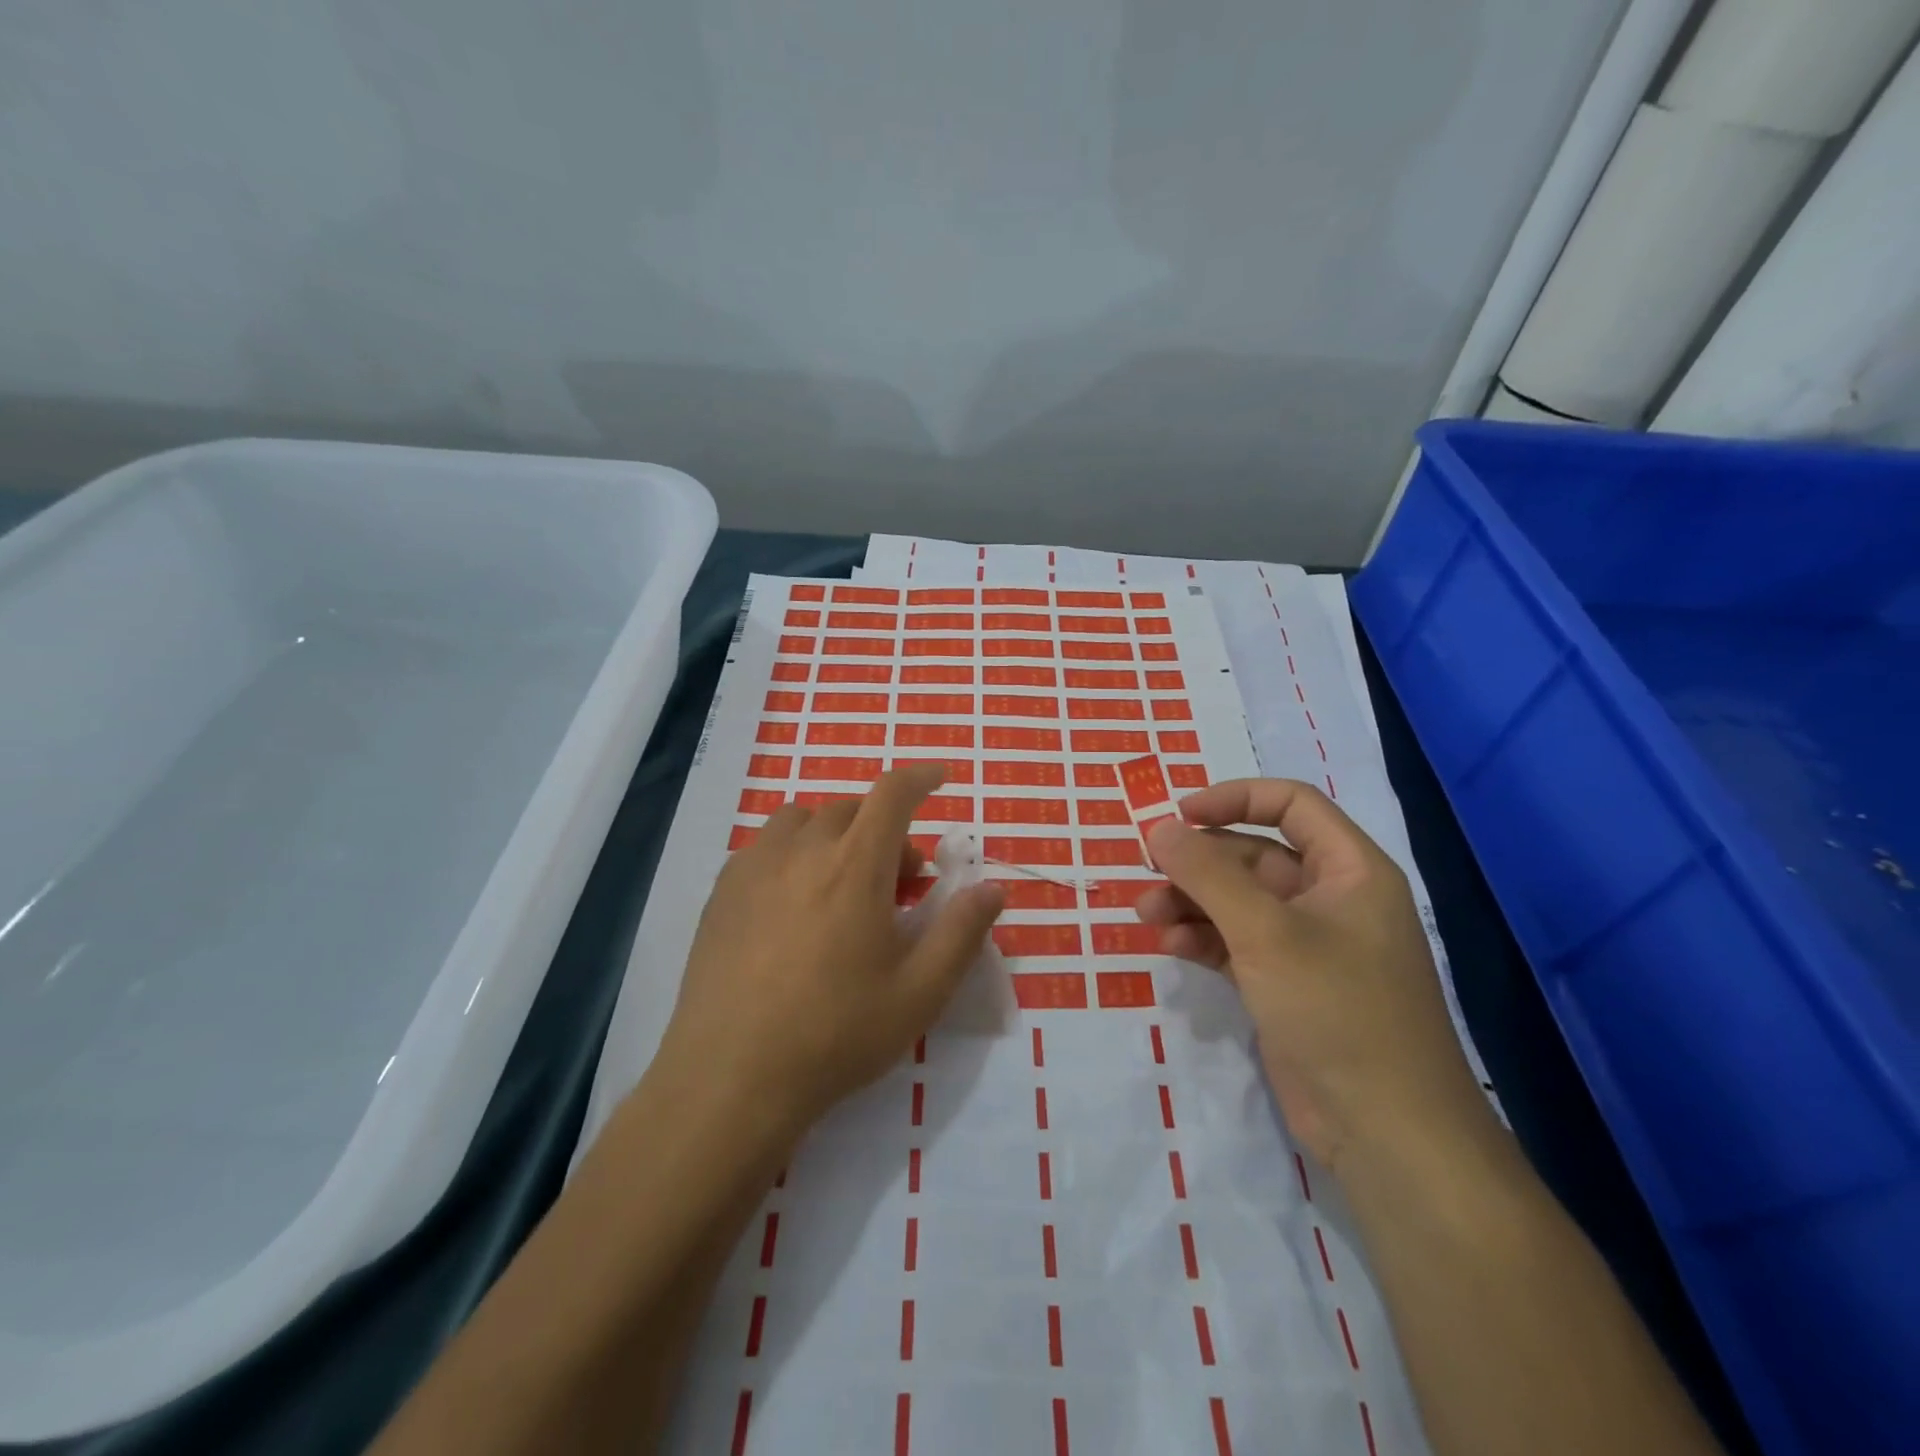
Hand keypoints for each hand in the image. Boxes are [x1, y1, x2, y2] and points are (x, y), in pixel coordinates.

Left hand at [657, 764, 1004, 1138]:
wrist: (731, 1078)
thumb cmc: (836, 1034)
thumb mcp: (919, 992)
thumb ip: (961, 932)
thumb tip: (992, 888)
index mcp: (854, 866)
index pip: (892, 794)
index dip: (921, 778)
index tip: (939, 778)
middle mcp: (802, 850)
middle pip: (851, 810)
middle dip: (885, 830)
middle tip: (899, 882)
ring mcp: (753, 868)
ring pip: (803, 822)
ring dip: (835, 836)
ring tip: (843, 884)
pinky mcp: (722, 892)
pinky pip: (766, 847)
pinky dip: (794, 854)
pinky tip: (794, 906)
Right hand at [1138, 779, 1490, 1171]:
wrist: (1387, 1132)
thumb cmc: (1336, 1010)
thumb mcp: (1265, 932)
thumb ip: (1208, 875)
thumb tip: (1159, 828)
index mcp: (1350, 870)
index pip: (1290, 805)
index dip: (1234, 799)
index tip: (1180, 815)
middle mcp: (1331, 899)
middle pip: (1255, 855)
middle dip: (1199, 862)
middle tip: (1148, 871)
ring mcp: (1309, 945)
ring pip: (1239, 902)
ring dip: (1191, 902)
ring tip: (1146, 915)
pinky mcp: (1287, 984)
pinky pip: (1236, 943)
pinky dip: (1202, 938)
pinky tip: (1170, 945)